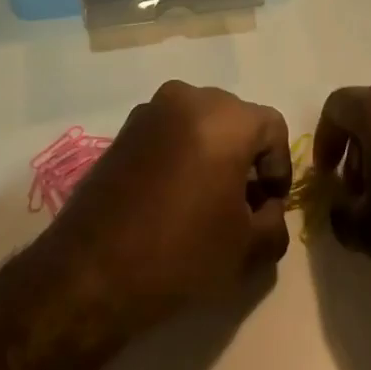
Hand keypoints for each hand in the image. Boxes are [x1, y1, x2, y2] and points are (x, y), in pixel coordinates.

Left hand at [45, 81, 292, 334]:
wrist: (91, 271)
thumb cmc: (180, 253)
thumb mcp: (246, 248)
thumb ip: (275, 221)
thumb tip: (268, 208)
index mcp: (224, 118)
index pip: (272, 127)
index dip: (279, 166)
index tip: (270, 204)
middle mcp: (188, 98)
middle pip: (235, 118)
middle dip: (246, 156)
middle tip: (244, 203)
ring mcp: (150, 111)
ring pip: (201, 123)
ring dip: (213, 153)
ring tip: (208, 201)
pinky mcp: (124, 130)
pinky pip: (169, 132)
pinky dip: (183, 153)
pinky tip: (175, 197)